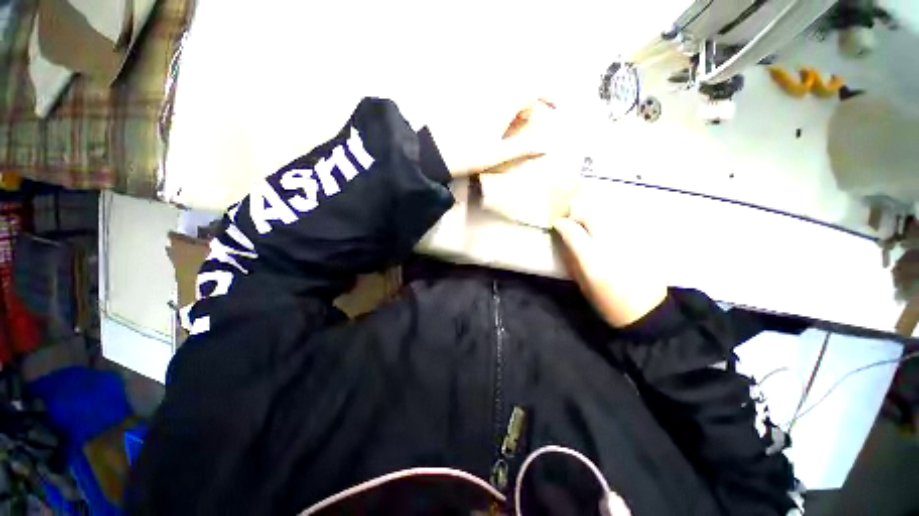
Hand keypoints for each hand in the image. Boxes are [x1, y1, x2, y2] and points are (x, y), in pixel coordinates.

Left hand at [444, 99, 557, 177]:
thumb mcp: (497, 155)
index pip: (533, 88)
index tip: (553, 108)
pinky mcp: (464, 101)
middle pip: (519, 89)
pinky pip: (489, 98)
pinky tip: (489, 125)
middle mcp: (490, 94)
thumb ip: (523, 148)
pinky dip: (497, 107)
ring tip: (505, 128)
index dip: (547, 94)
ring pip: (504, 93)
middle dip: (527, 104)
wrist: (433, 153)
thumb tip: (546, 146)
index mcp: (502, 105)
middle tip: (523, 124)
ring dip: (512, 106)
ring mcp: (476, 96)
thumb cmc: (467, 156)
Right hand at [552, 199, 667, 327]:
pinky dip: (610, 222)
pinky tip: (608, 231)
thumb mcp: (582, 284)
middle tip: (573, 221)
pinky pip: (623, 223)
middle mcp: (611, 247)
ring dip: (594, 216)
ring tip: (589, 224)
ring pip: (608, 216)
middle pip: (592, 217)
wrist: (646, 310)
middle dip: (578, 215)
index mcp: (593, 262)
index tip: (556, 222)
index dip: (562, 224)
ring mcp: (630, 241)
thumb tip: (562, 240)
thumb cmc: (608, 302)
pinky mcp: (643, 241)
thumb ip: (572, 260)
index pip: (573, 232)